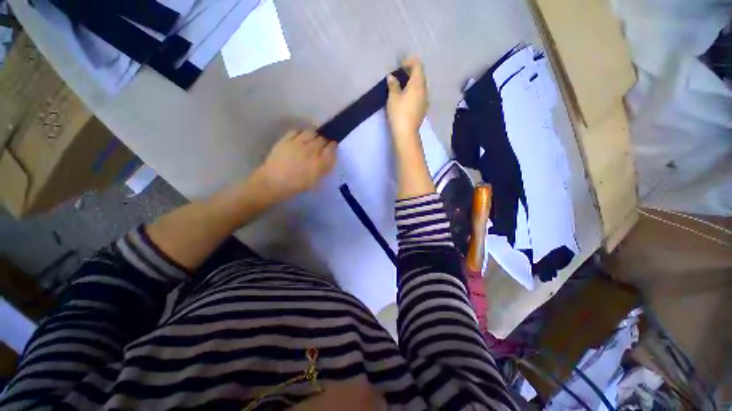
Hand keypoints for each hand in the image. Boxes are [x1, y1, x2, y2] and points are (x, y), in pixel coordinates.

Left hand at [254, 129, 336, 202]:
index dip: (333, 147)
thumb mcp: (315, 180)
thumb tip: (329, 157)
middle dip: (325, 141)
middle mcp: (311, 151)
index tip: (332, 147)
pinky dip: (302, 133)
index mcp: (320, 163)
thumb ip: (324, 167)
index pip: (331, 149)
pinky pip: (297, 131)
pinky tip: (301, 138)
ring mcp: (298, 143)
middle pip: (323, 139)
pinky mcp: (286, 139)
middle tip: (322, 145)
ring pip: (312, 132)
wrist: (273, 183)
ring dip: (315, 135)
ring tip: (312, 139)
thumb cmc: (296, 185)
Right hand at [386, 57, 428, 140]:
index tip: (400, 65)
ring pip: (421, 86)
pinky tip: (406, 98)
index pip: (418, 65)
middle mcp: (424, 90)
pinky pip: (420, 95)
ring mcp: (425, 100)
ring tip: (402, 87)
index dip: (409, 62)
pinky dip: (414, 92)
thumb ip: (393, 85)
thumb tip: (392, 77)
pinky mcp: (423, 109)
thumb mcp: (393, 97)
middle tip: (400, 75)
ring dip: (413, 83)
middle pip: (420, 75)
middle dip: (411, 72)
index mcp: (418, 84)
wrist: (406, 133)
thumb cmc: (399, 112)